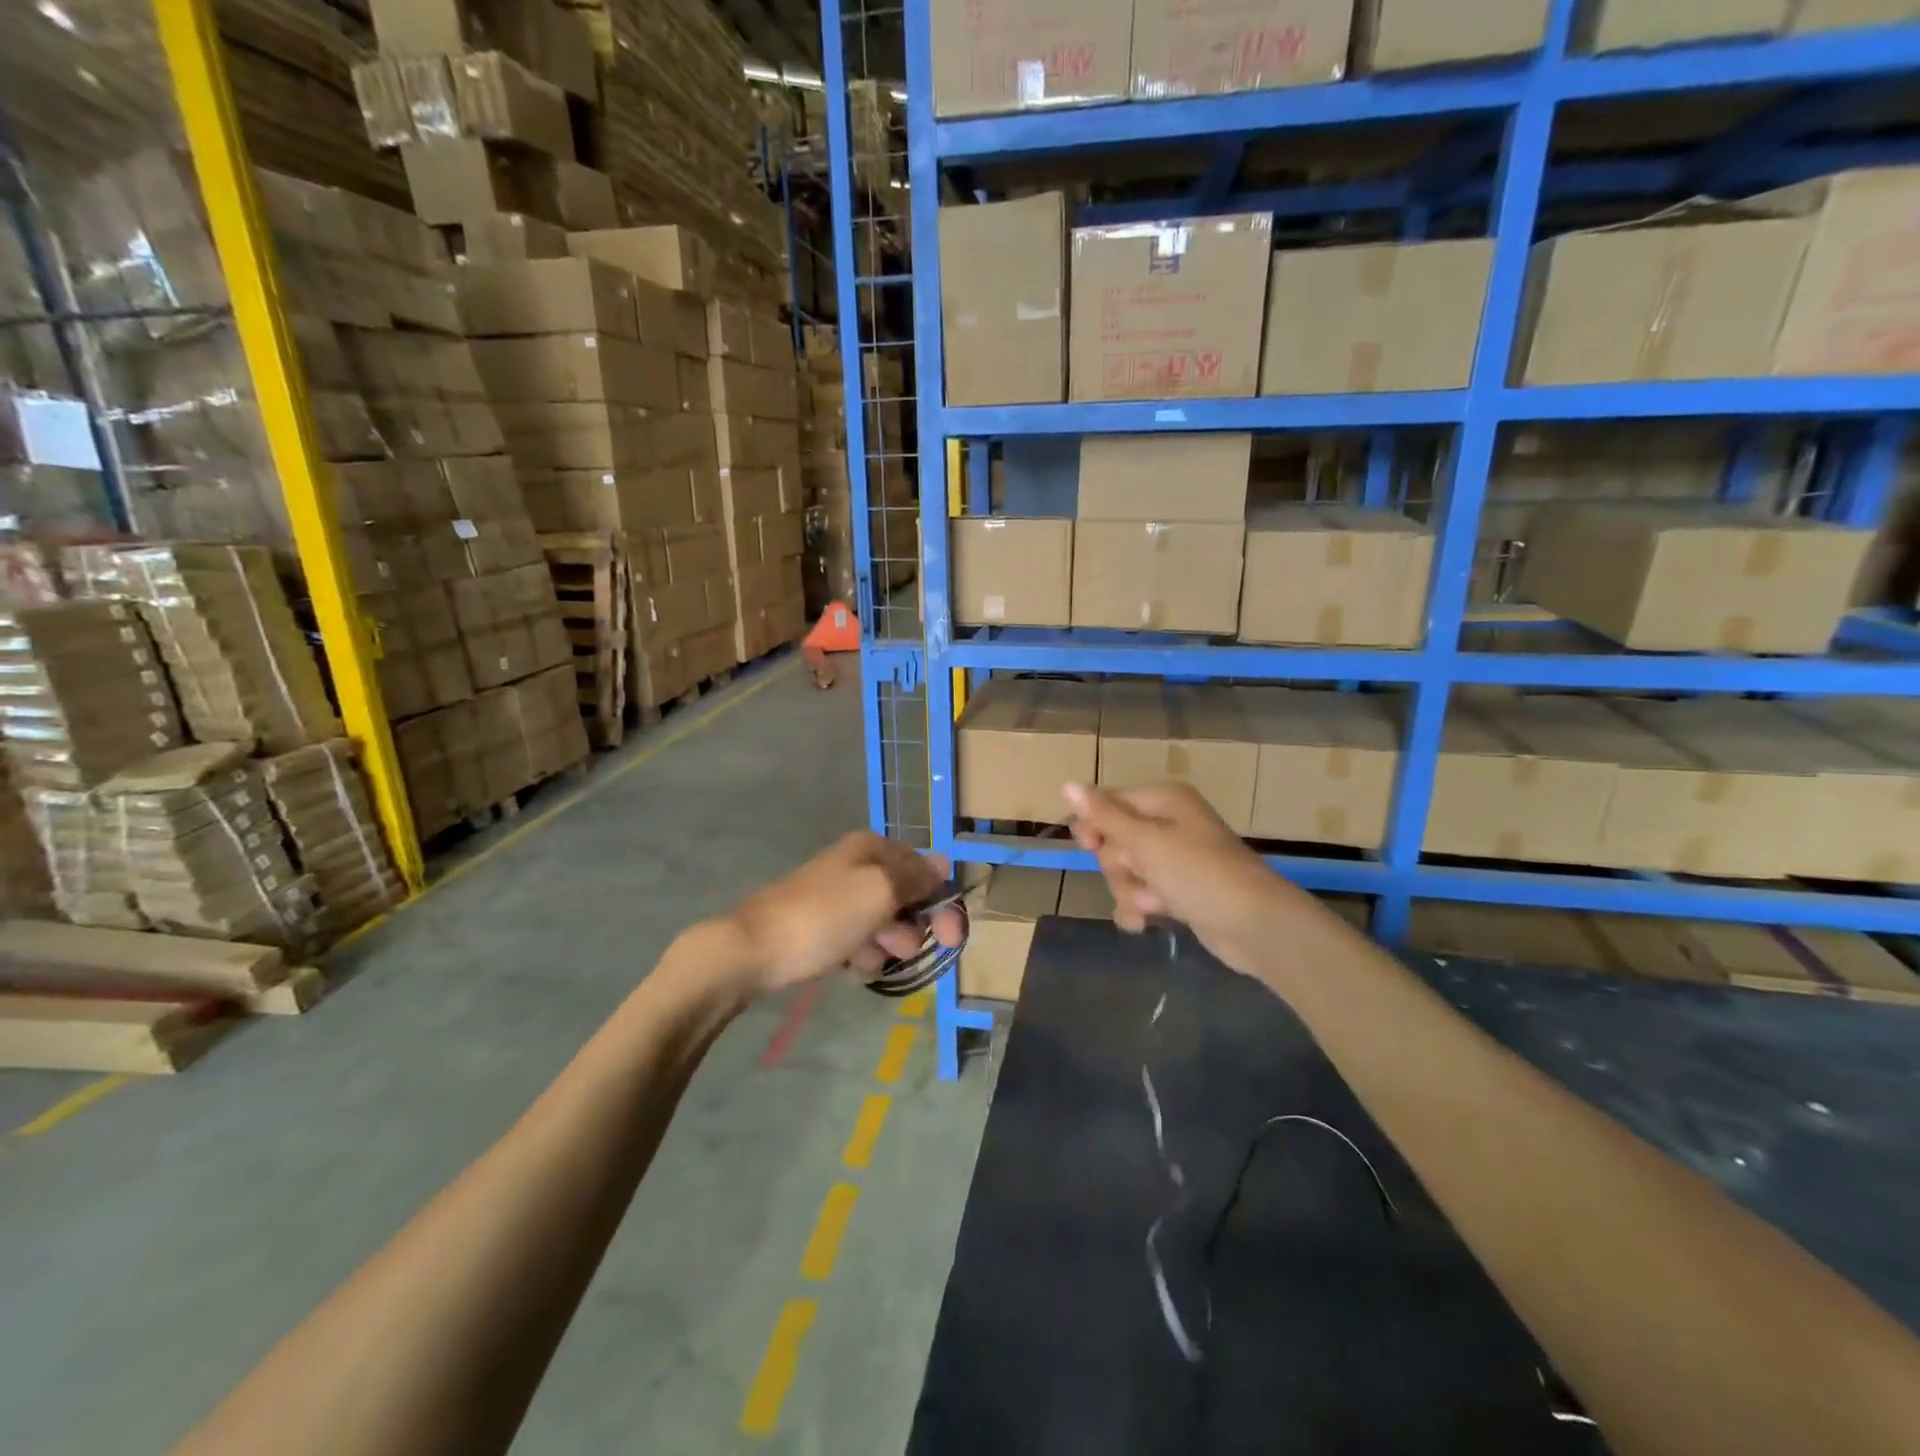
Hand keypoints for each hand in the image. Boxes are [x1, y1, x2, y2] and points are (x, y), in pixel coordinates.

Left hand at [723, 832, 965, 995]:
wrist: (753, 951)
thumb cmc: (823, 916)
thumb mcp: (879, 890)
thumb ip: (916, 876)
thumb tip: (943, 861)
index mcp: (872, 849)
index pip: (926, 871)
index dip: (943, 905)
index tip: (952, 938)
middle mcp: (859, 868)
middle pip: (908, 902)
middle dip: (907, 930)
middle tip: (895, 948)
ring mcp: (841, 900)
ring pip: (885, 928)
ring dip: (881, 948)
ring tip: (858, 957)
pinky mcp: (826, 930)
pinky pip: (860, 944)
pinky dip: (859, 957)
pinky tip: (844, 966)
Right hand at [1064, 782, 1309, 974]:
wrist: (1253, 925)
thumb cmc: (1198, 872)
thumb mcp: (1144, 841)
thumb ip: (1103, 815)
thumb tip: (1067, 784)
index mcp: (1163, 801)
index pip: (1109, 802)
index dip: (1094, 825)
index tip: (1089, 845)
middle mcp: (1168, 824)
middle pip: (1114, 840)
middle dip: (1118, 865)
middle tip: (1138, 873)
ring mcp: (1174, 860)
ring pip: (1125, 871)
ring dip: (1130, 890)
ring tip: (1153, 904)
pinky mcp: (1179, 892)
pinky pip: (1141, 894)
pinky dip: (1140, 907)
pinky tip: (1147, 922)